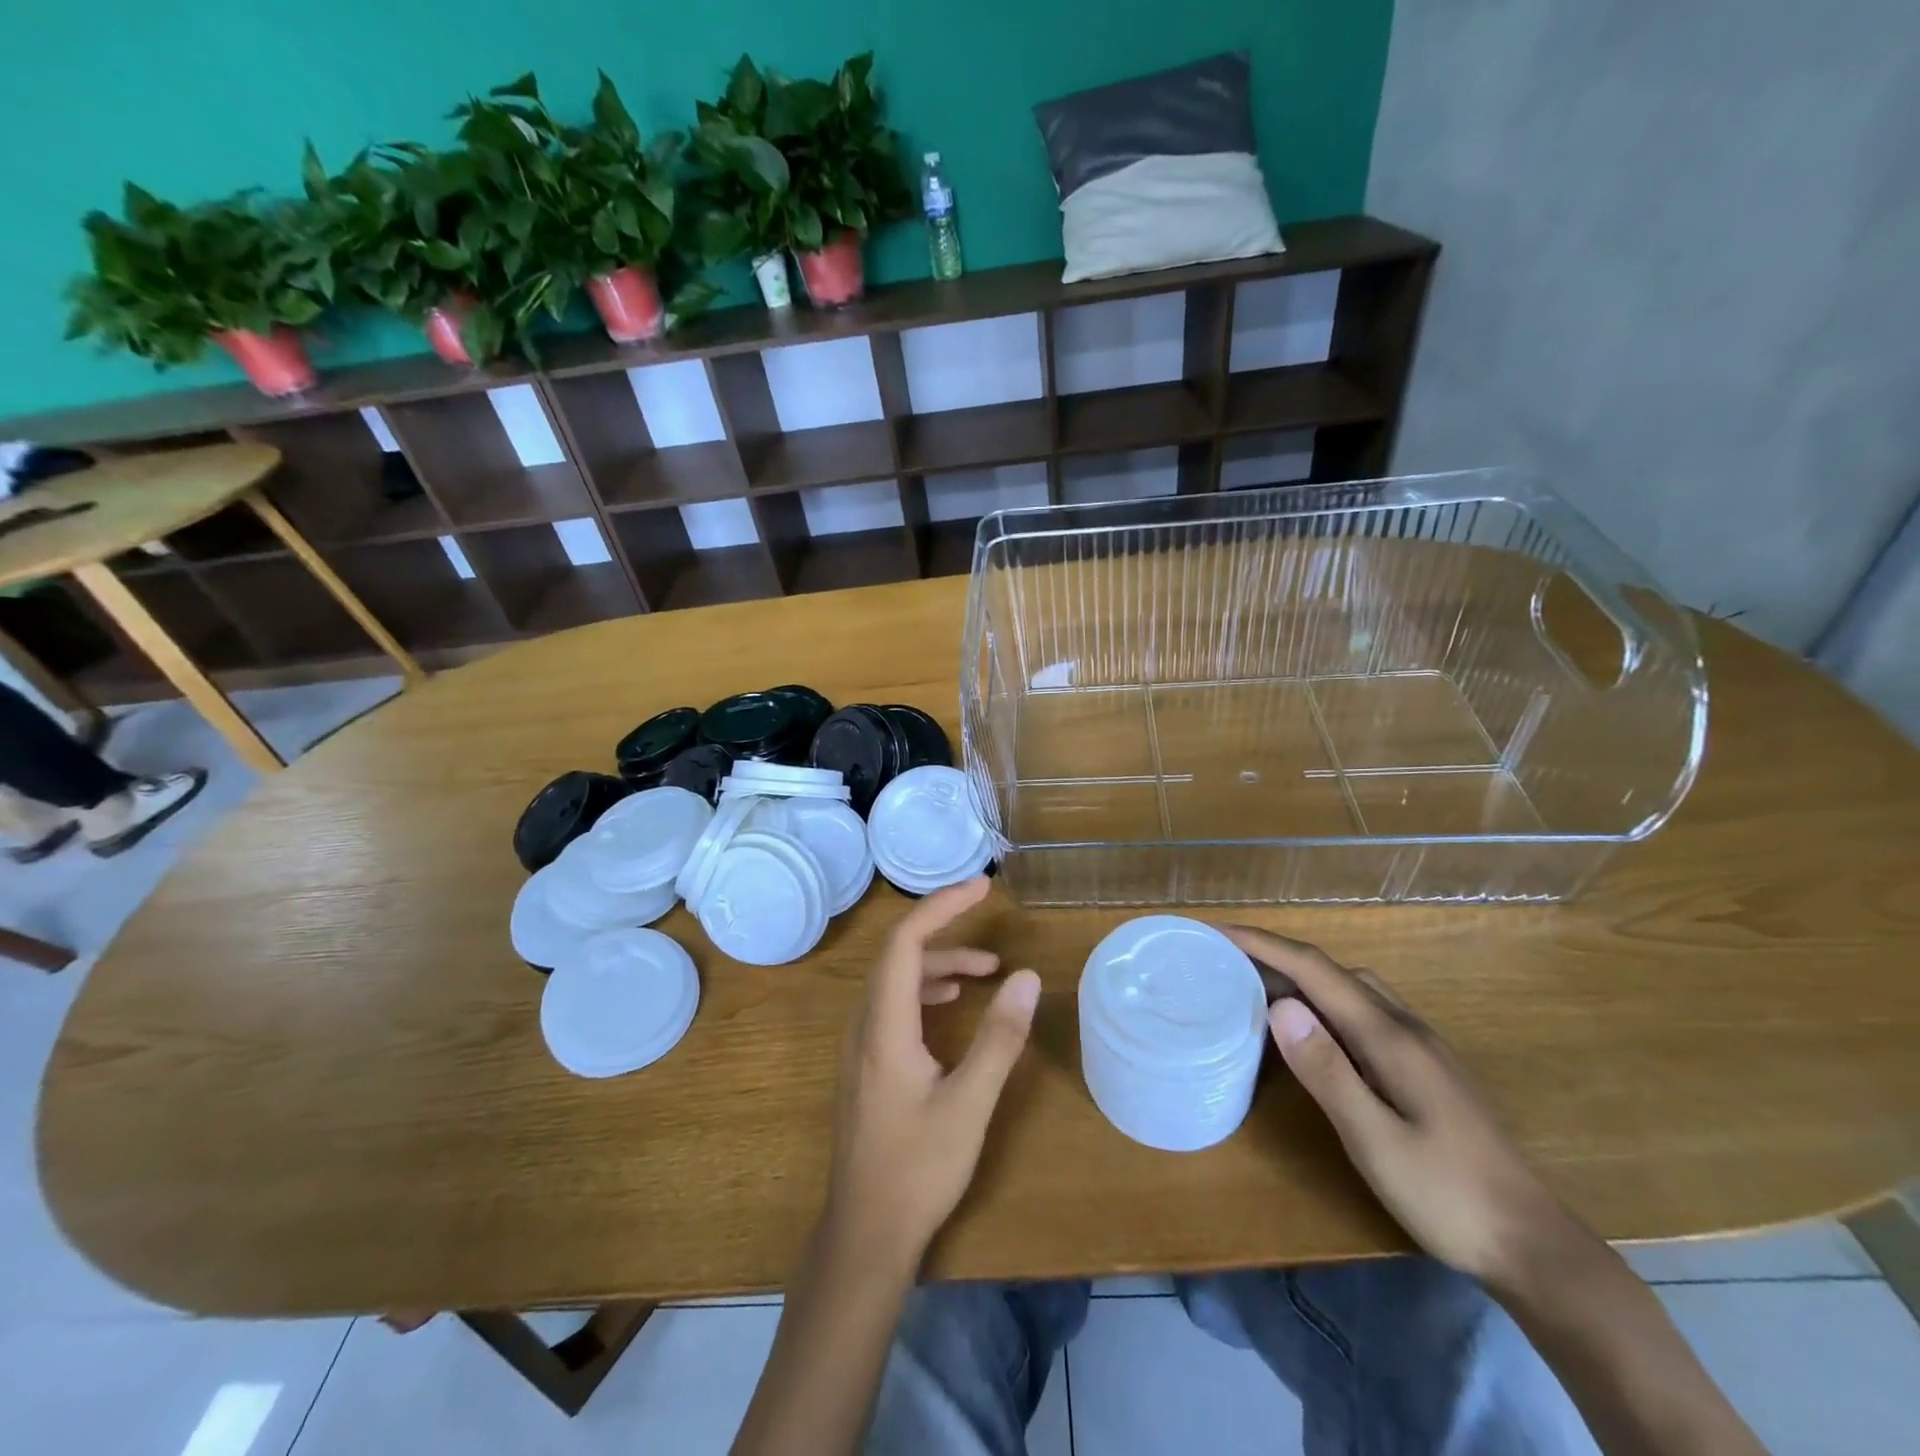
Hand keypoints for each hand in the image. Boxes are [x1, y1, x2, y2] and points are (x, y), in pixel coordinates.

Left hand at [824, 877, 1041, 1272]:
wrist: (864, 1232)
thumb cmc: (918, 1169)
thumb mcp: (970, 1104)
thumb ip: (999, 1039)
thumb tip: (1027, 977)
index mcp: (884, 1026)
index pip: (905, 941)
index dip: (942, 906)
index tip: (982, 888)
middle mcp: (864, 1024)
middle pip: (899, 954)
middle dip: (944, 928)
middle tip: (988, 916)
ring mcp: (860, 1044)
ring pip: (895, 980)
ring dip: (938, 963)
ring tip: (986, 970)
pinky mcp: (865, 1062)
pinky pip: (892, 1004)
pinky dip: (925, 991)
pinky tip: (951, 1004)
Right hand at [1226, 926, 1585, 1293]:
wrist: (1535, 1248)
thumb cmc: (1448, 1196)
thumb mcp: (1376, 1140)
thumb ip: (1327, 1071)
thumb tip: (1279, 1006)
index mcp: (1389, 1037)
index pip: (1315, 970)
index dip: (1264, 944)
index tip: (1217, 932)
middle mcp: (1405, 1027)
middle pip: (1332, 971)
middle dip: (1277, 956)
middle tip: (1226, 963)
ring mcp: (1421, 1046)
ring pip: (1351, 989)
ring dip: (1302, 978)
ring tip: (1259, 991)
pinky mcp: (1425, 1067)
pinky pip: (1363, 1013)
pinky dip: (1325, 1004)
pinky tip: (1313, 1032)